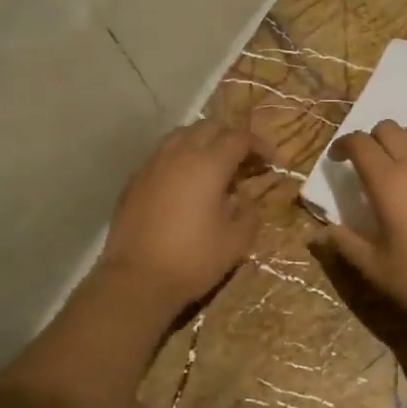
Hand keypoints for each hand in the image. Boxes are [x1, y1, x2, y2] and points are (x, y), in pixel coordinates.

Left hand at [98, 121, 277, 313]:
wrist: (136, 280)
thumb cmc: (193, 259)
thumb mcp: (236, 241)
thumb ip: (248, 213)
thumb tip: (245, 200)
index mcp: (209, 164)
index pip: (239, 138)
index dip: (260, 145)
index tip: (272, 162)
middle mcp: (180, 154)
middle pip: (209, 127)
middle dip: (231, 137)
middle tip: (244, 160)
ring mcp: (152, 165)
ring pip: (181, 135)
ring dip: (203, 142)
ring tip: (213, 166)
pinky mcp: (134, 181)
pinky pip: (162, 155)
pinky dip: (180, 159)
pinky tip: (184, 184)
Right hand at [321, 121, 406, 332]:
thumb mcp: (375, 266)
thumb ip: (345, 244)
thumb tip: (320, 234)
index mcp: (389, 181)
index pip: (360, 142)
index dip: (343, 145)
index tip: (337, 160)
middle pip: (389, 128)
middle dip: (372, 139)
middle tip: (367, 165)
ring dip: (401, 142)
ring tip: (398, 170)